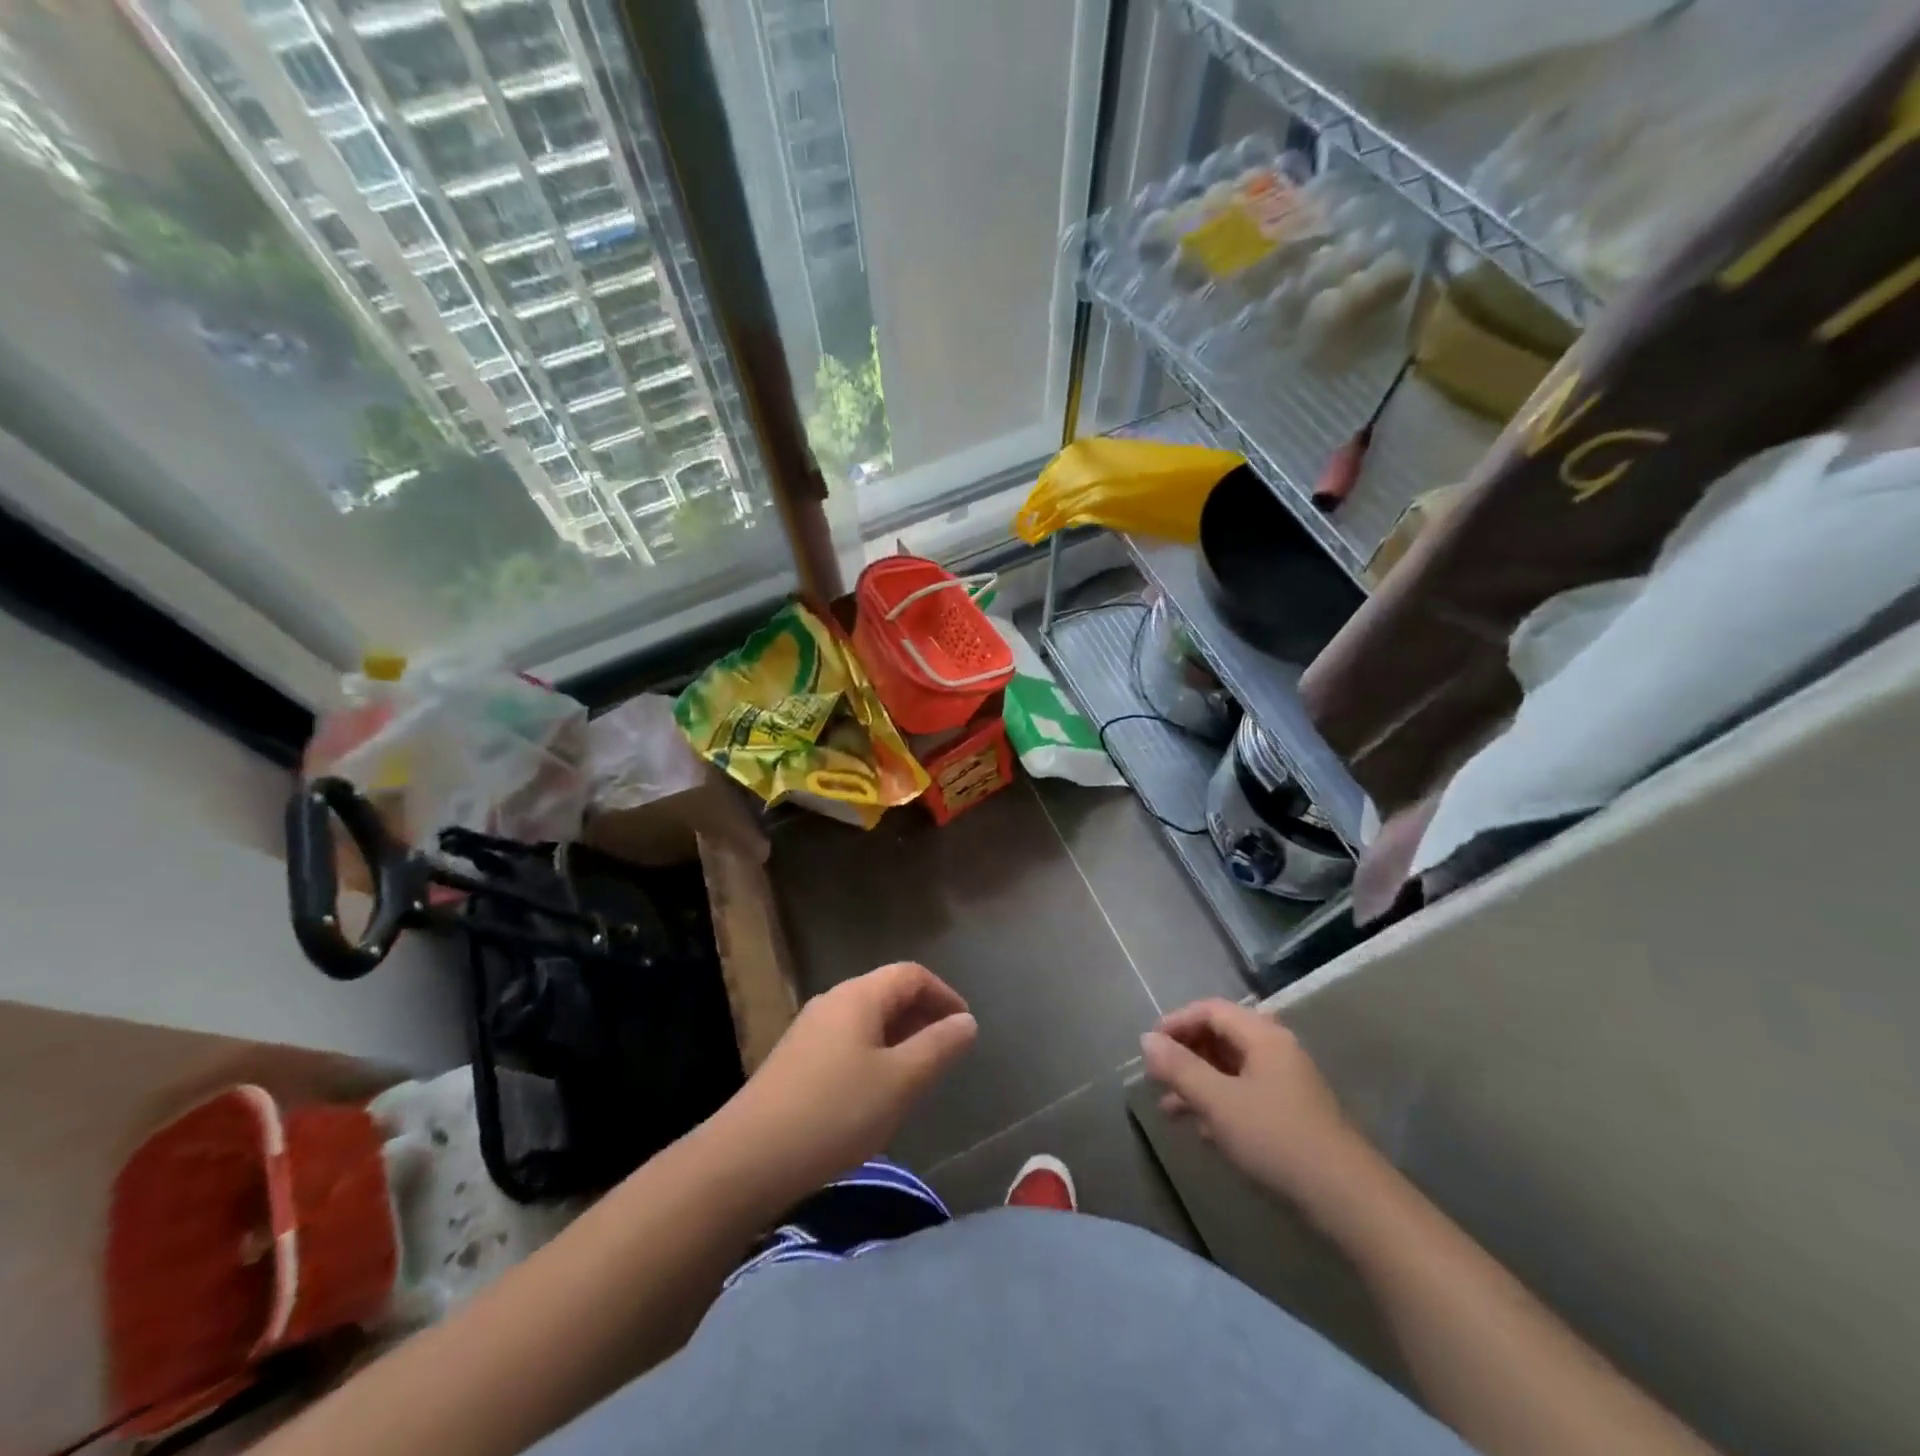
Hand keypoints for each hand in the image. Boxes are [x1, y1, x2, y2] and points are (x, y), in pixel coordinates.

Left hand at [718, 962, 976, 1196]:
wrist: (748, 1158)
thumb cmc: (835, 1113)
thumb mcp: (900, 1082)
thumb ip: (938, 1047)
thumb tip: (966, 1021)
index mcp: (859, 996)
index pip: (911, 975)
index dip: (944, 994)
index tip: (965, 1028)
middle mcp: (833, 1001)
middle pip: (887, 992)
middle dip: (922, 1016)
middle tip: (945, 1053)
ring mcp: (809, 1030)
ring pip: (866, 1019)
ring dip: (898, 1037)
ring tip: (916, 1075)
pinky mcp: (795, 1059)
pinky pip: (846, 1041)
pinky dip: (873, 1054)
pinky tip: (874, 1093)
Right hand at [1140, 999, 1364, 1205]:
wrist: (1347, 1199)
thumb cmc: (1276, 1139)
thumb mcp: (1218, 1102)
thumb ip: (1179, 1068)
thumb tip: (1146, 1039)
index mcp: (1263, 1036)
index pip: (1211, 1010)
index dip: (1176, 1022)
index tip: (1149, 1046)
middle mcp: (1276, 1050)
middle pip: (1221, 1036)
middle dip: (1185, 1053)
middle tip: (1156, 1075)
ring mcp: (1286, 1082)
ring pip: (1231, 1067)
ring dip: (1198, 1081)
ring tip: (1168, 1107)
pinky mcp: (1291, 1113)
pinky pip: (1244, 1092)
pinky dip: (1218, 1101)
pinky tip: (1201, 1129)